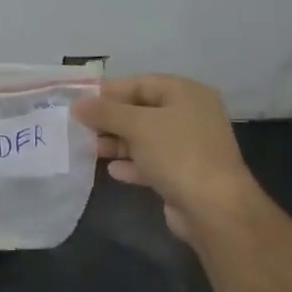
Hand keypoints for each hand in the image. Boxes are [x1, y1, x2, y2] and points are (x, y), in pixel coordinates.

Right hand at [73, 75, 260, 243]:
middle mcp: (190, 115)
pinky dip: (132, 164)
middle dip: (111, 120)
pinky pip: (152, 162)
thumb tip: (77, 104)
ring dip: (118, 143)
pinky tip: (113, 170)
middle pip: (141, 111)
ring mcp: (189, 146)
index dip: (109, 91)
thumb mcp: (137, 125)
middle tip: (81, 128)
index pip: (140, 83)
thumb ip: (105, 112)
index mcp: (186, 94)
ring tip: (92, 150)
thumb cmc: (177, 153)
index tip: (80, 102)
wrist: (214, 208)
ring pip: (145, 138)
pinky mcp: (184, 173)